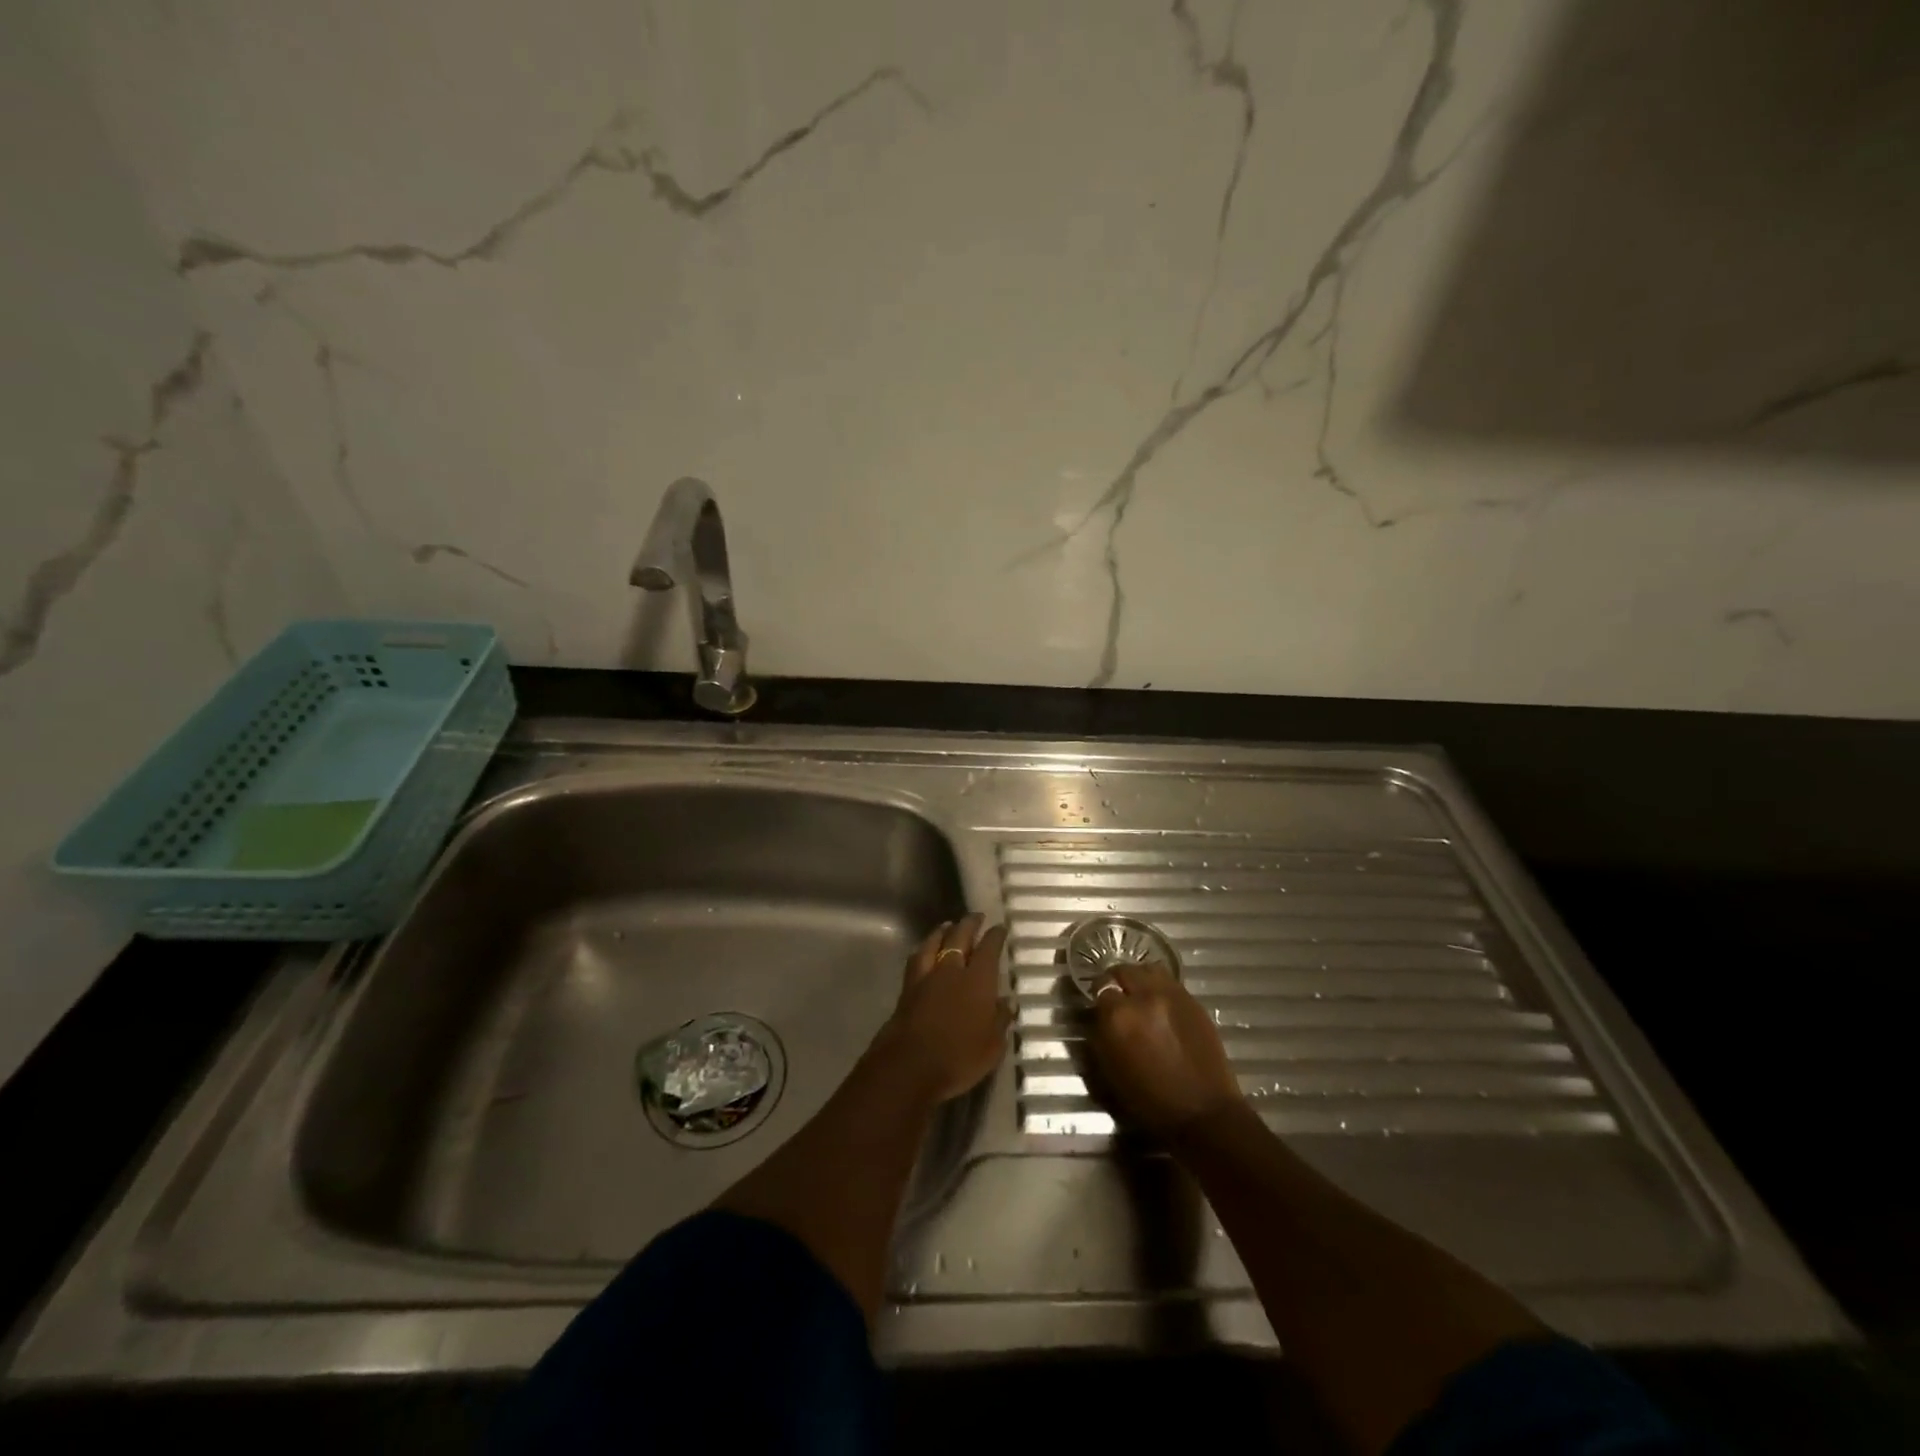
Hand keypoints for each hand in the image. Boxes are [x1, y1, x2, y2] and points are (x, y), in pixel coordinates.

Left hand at [873, 914, 1012, 1103]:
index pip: (989, 949)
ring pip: (934, 943)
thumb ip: (1000, 1020)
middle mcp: (951, 971)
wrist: (908, 1066)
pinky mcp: (907, 989)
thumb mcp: (992, 1046)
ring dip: (942, 931)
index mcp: (977, 980)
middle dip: (969, 924)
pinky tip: (924, 951)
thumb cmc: (958, 1058)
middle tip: (976, 916)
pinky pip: (917, 959)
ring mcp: (926, 978)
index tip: (1000, 927)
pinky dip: (923, 949)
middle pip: (959, 938)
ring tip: (947, 925)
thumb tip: (1006, 1002)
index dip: (995, 936)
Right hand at [1090, 961, 1243, 1132]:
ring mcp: (1173, 996)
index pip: (1101, 987)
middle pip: (1124, 970)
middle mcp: (1145, 997)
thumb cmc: (1150, 1101)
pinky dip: (1160, 988)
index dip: (1099, 997)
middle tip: (1118, 997)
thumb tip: (1101, 1016)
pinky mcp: (1194, 1002)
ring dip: (1140, 979)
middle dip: (1117, 981)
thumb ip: (1101, 1034)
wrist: (1203, 1112)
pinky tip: (1161, 1005)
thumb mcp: (1110, 1070)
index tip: (1100, 1007)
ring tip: (1140, 995)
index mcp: (1119, 1016)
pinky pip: (1170, 982)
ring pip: (1148, 969)